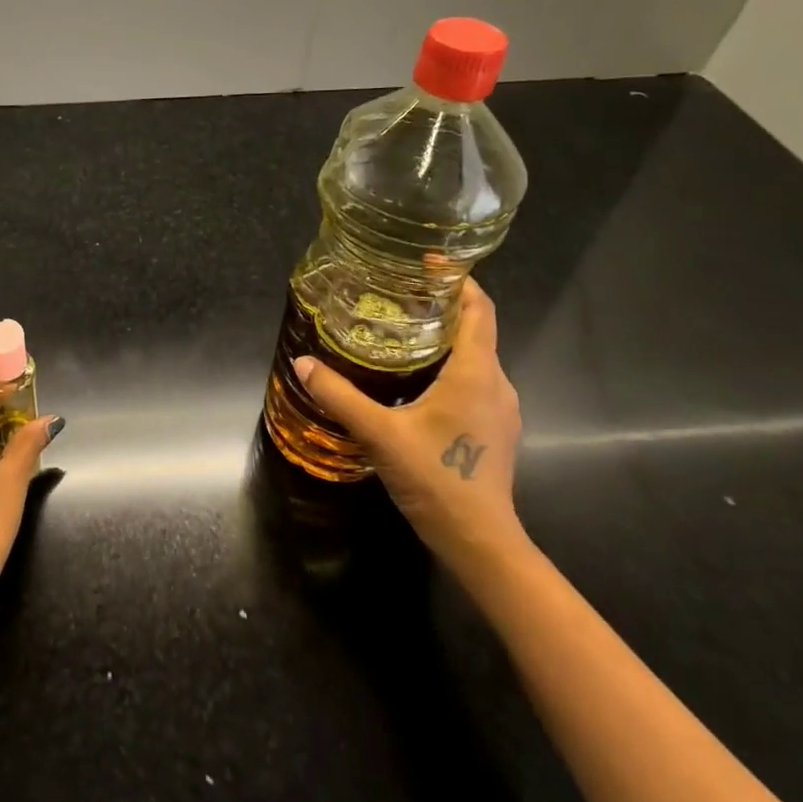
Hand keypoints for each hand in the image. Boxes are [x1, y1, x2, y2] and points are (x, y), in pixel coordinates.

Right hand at [293, 279, 525, 576]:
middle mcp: (496, 383)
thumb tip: (303, 363)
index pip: (479, 310)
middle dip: (441, 306)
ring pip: (474, 357)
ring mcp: (499, 408)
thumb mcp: (380, 434)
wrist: (480, 540)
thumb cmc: (436, 479)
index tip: (429, 261)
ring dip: (443, 338)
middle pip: (475, 330)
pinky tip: (414, 378)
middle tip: (398, 294)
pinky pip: (473, 380)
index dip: (459, 280)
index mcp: (476, 373)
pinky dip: (448, 365)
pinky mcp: (493, 428)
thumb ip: (340, 396)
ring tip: (400, 330)